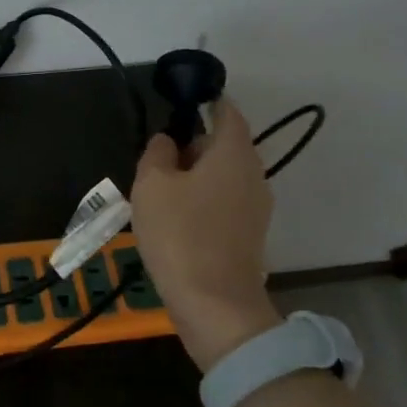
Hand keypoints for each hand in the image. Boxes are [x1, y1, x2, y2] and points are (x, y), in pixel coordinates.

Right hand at [131, 100, 283, 372]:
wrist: (213, 303)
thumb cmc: (180, 234)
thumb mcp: (152, 184)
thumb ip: (157, 153)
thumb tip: (167, 142)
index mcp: (234, 153)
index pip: (226, 111)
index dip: (203, 103)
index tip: (177, 106)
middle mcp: (253, 174)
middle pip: (223, 145)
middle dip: (191, 145)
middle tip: (156, 157)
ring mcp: (255, 207)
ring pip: (222, 175)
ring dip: (193, 176)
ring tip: (158, 191)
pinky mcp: (248, 234)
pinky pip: (222, 202)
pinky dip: (200, 201)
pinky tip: (173, 218)